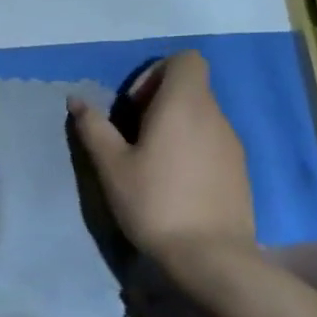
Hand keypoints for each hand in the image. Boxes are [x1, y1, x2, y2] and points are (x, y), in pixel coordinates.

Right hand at [67, 51, 255, 273]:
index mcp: (184, 106)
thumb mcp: (111, 165)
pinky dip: (191, 147)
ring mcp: (232, 144)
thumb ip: (94, 127)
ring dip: (174, 126)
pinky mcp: (240, 171)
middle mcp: (215, 117)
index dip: (156, 72)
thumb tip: (77, 99)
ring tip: (151, 162)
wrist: (211, 257)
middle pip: (191, 87)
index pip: (186, 59)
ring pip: (201, 116)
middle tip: (133, 135)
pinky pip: (212, 141)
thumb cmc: (155, 202)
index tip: (134, 105)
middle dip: (158, 101)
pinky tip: (174, 182)